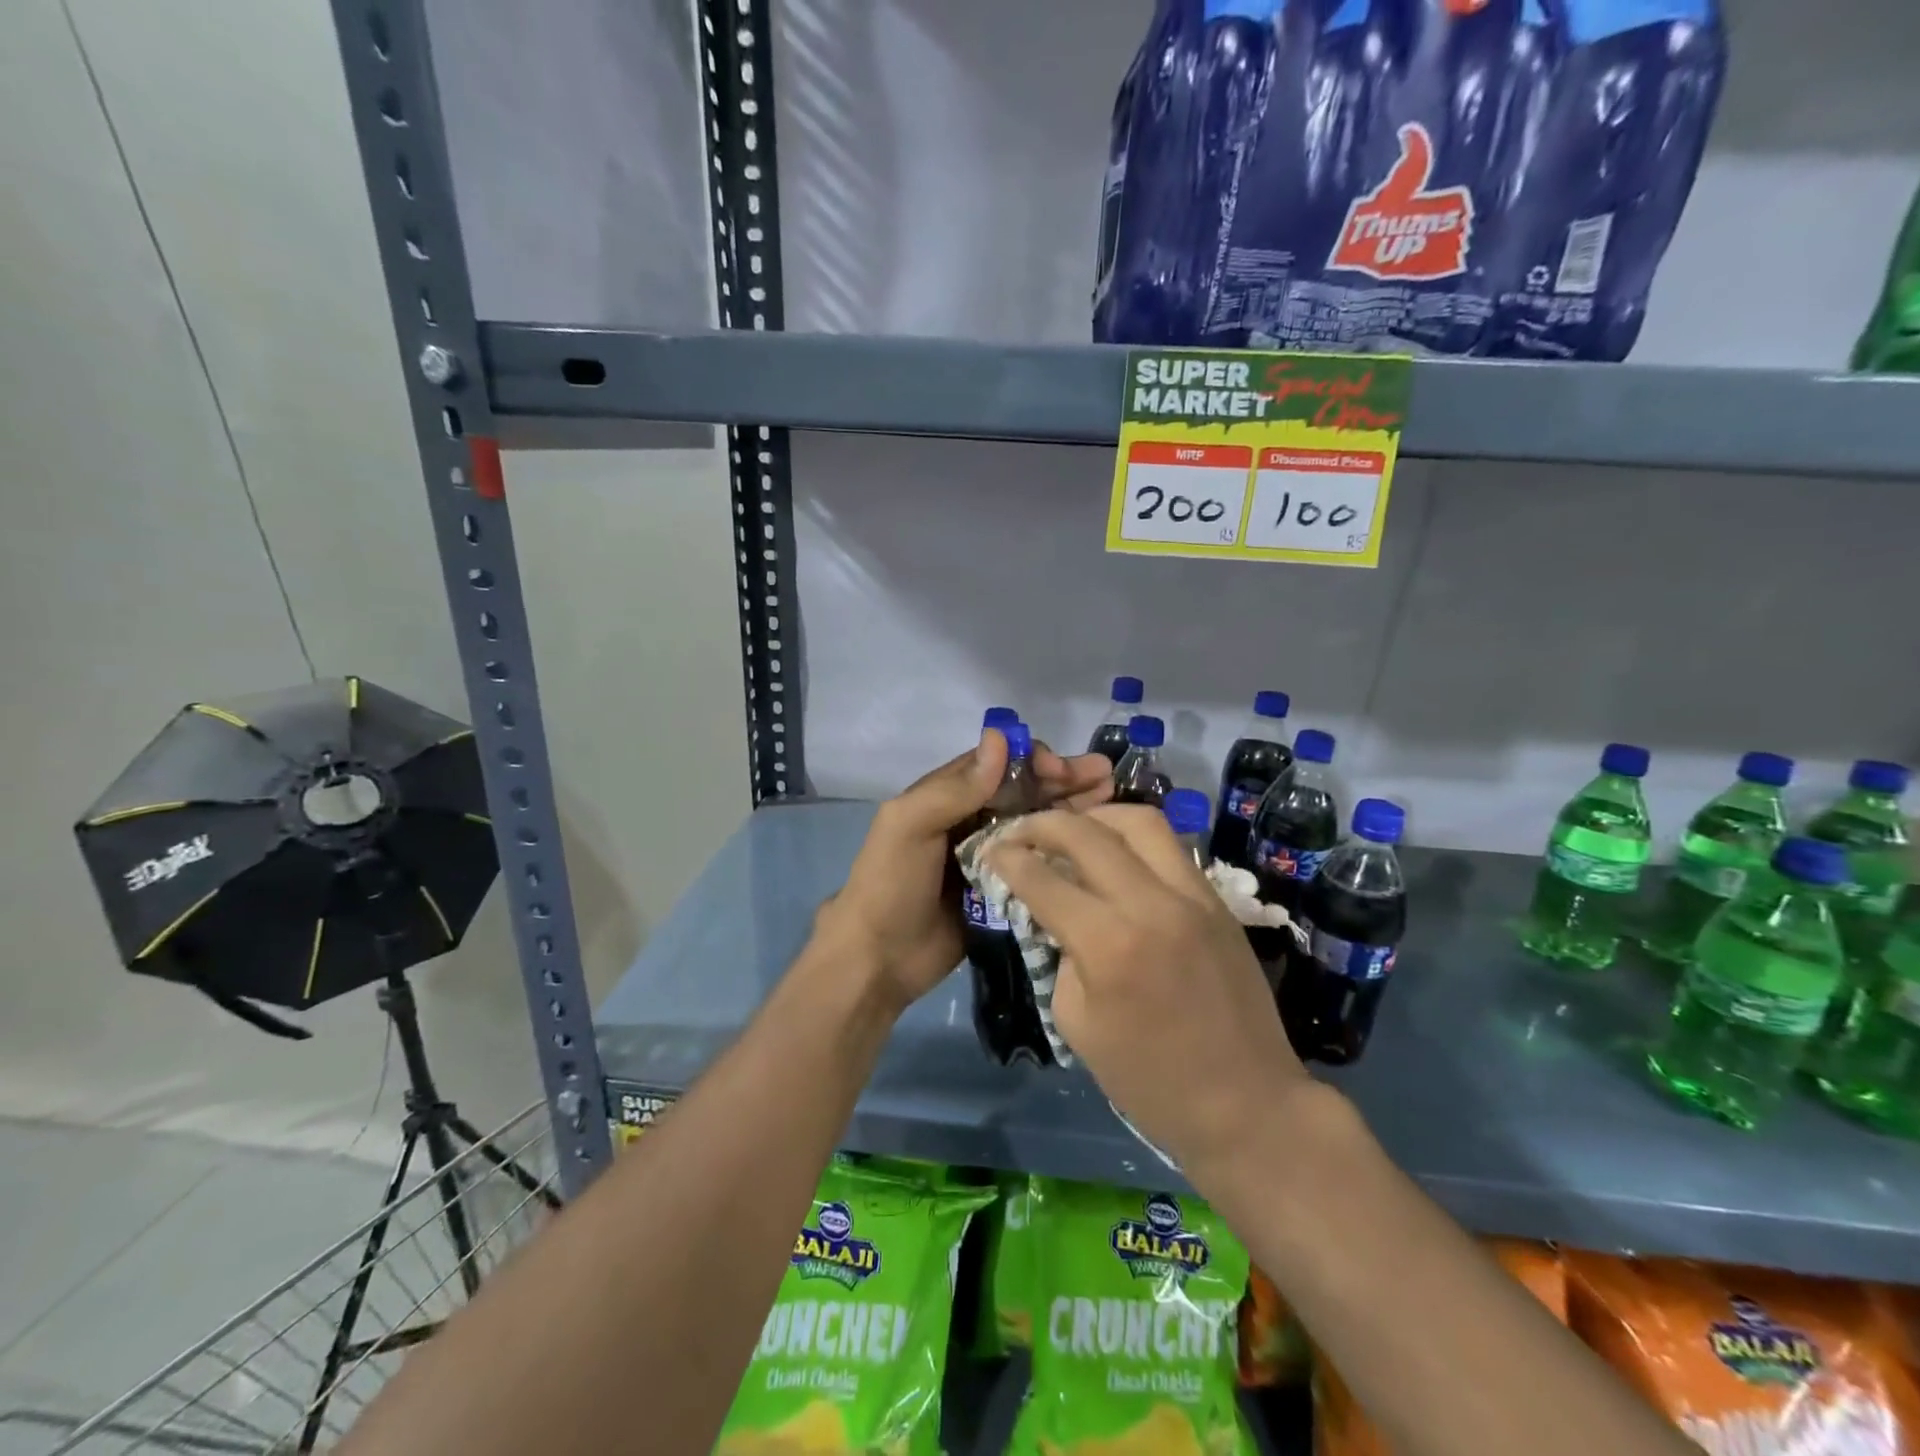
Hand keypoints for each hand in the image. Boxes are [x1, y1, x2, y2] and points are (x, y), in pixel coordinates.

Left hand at [819, 730, 1114, 1013]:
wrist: (879, 959)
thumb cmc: (891, 884)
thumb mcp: (909, 825)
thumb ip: (954, 788)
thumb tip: (1000, 738)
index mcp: (947, 796)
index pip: (998, 764)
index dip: (1033, 760)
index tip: (1064, 771)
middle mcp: (972, 819)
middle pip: (1025, 791)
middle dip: (1064, 780)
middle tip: (1106, 778)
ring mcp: (991, 856)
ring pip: (1037, 823)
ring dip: (1072, 809)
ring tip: (1113, 799)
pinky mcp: (1005, 890)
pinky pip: (1039, 863)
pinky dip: (1066, 850)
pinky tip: (1098, 845)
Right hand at [985, 804, 1308, 1172]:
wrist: (1246, 1104)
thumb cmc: (1149, 1080)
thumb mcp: (1076, 1023)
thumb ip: (1060, 955)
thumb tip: (1056, 914)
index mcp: (1108, 945)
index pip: (1044, 879)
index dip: (1008, 859)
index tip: (991, 850)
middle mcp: (1151, 905)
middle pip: (1087, 833)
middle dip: (1043, 823)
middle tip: (1021, 832)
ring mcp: (1193, 896)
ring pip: (1139, 821)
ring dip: (1096, 817)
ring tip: (1073, 831)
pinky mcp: (1218, 901)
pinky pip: (1171, 847)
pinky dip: (1134, 839)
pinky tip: (1116, 855)